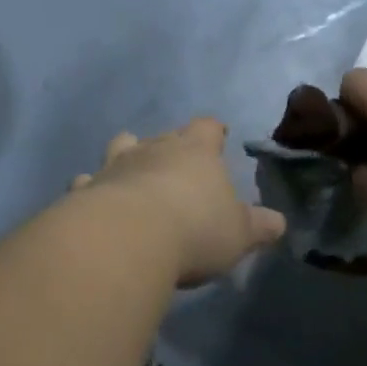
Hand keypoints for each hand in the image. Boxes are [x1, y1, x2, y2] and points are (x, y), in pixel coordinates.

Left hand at [71, 119, 285, 286]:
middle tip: (177, 161)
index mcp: (195, 151)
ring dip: (127, 155)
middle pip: (164, 135)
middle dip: (170, 144)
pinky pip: (89, 180)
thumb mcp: (238, 233)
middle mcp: (154, 148)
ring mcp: (117, 164)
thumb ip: (258, 226)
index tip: (218, 134)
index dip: (213, 131)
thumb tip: (279, 221)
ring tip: (132, 170)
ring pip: (122, 146)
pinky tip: (92, 197)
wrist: (129, 237)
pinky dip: (92, 187)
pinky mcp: (88, 188)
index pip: (207, 128)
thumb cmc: (195, 230)